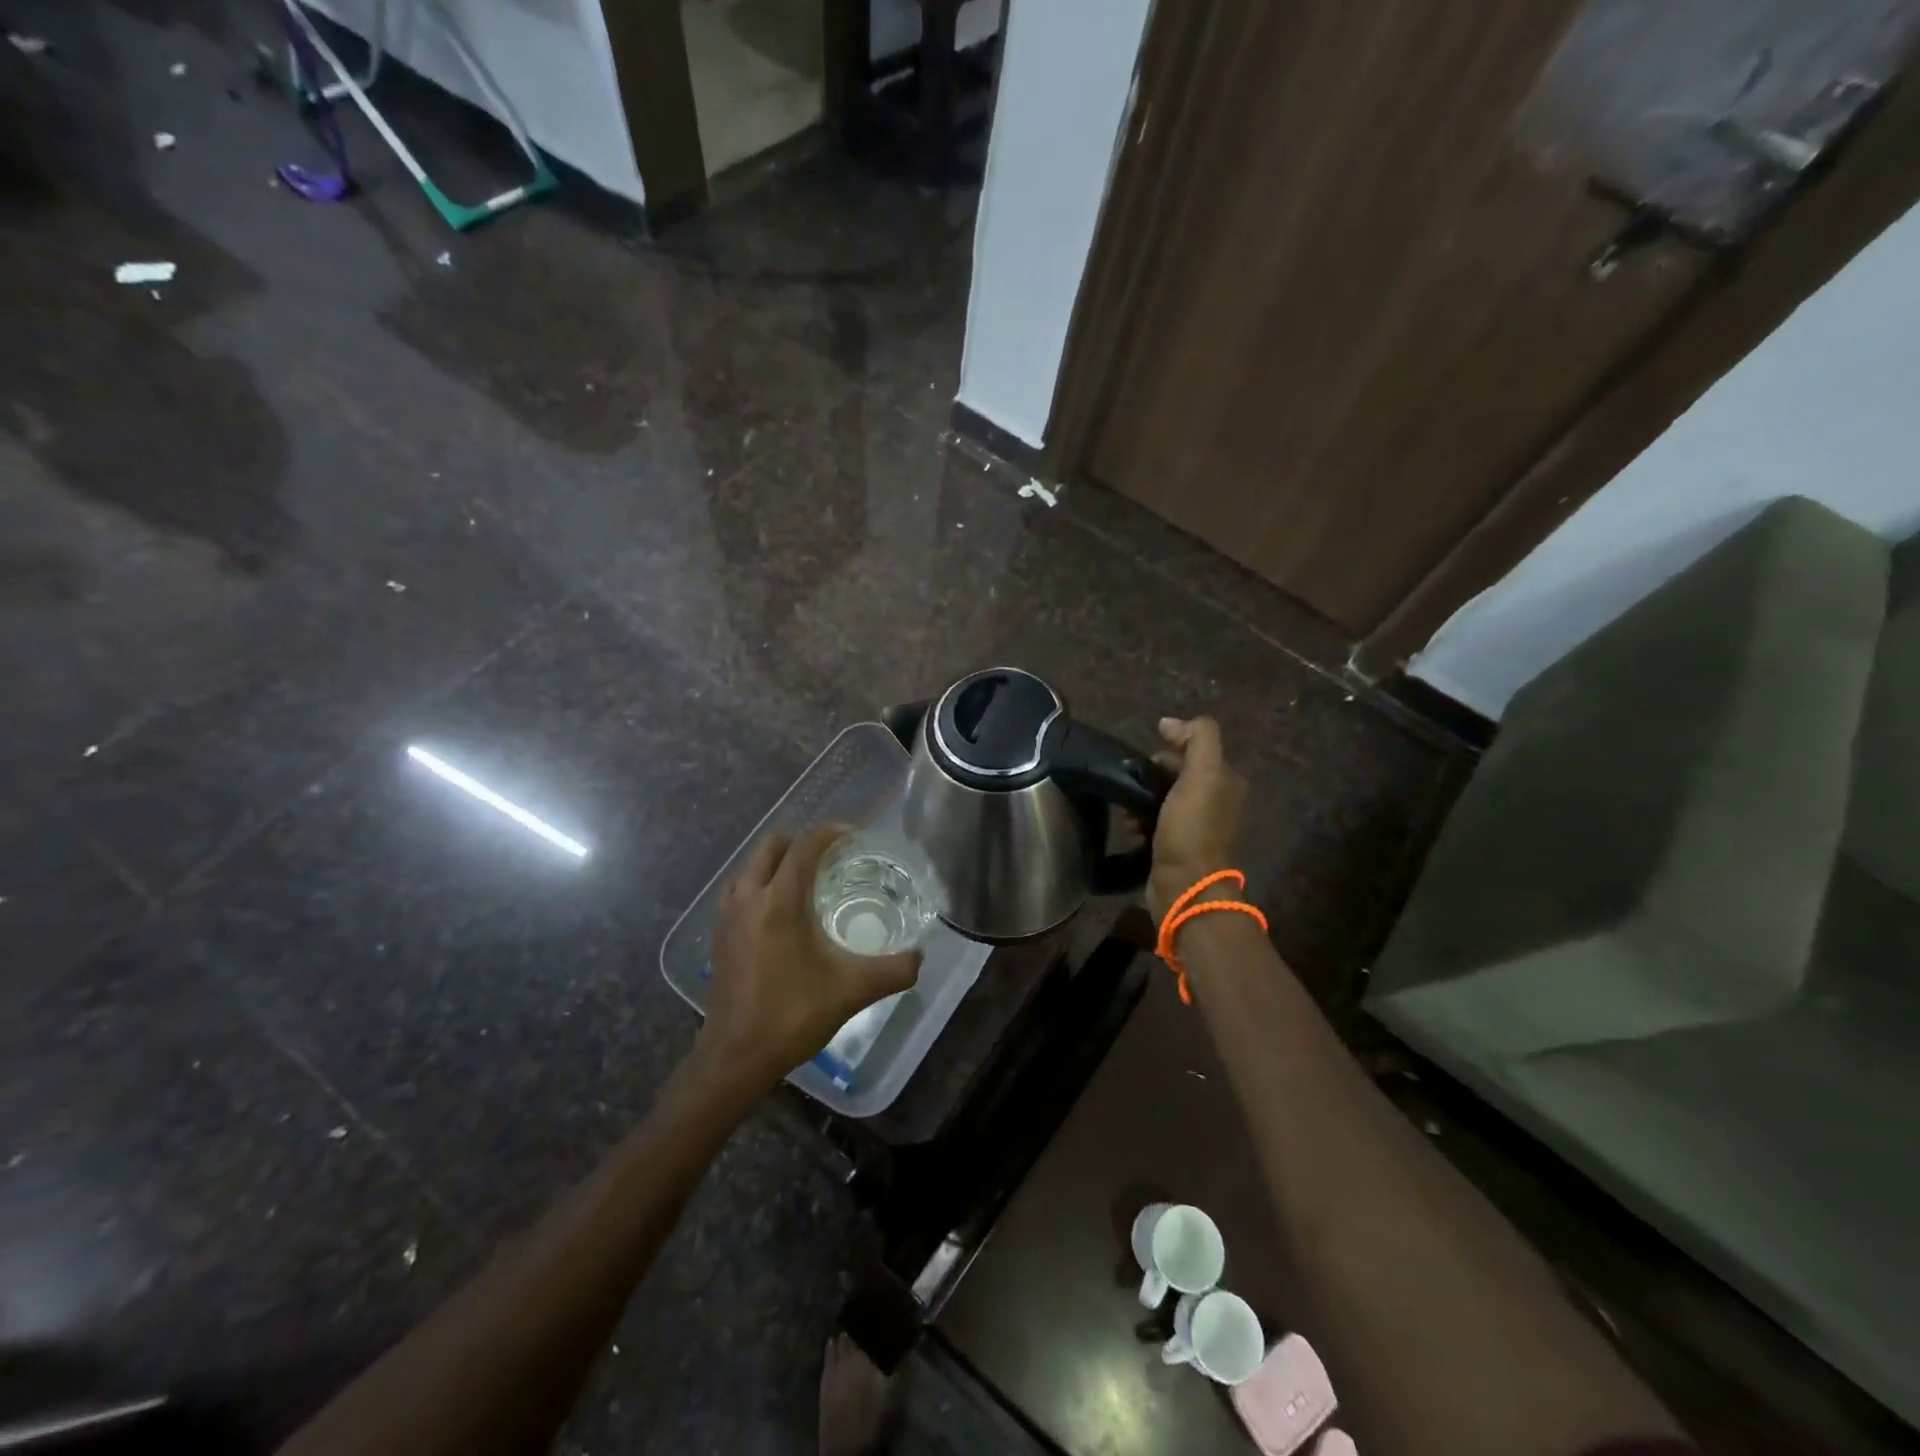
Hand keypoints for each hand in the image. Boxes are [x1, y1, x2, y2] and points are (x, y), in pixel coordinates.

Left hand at [696, 824, 921, 1095]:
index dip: (829, 833)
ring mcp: (727, 915)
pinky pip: (740, 888)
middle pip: (772, 846)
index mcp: (780, 902)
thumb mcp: (852, 991)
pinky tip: (779, 908)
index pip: (804, 847)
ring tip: (806, 877)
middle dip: (802, 841)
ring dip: (778, 860)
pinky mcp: (718, 933)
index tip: (853, 835)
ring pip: (751, 865)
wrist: (735, 1057)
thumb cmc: (793, 1016)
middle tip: (832, 856)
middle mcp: (749, 897)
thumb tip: (921, 956)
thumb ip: (894, 970)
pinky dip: (761, 882)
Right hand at [1147, 716, 1247, 920]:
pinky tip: (1129, 825)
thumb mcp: (1202, 775)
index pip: (1196, 749)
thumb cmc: (1192, 829)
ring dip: (1141, 797)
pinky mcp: (1178, 845)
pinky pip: (1155, 820)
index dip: (1170, 747)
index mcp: (1227, 782)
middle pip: (1178, 772)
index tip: (1146, 759)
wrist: (1185, 886)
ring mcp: (1198, 826)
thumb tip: (1170, 723)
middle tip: (1130, 784)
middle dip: (1151, 774)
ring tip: (1125, 808)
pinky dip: (1140, 819)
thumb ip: (1197, 739)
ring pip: (1163, 797)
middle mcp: (1217, 801)